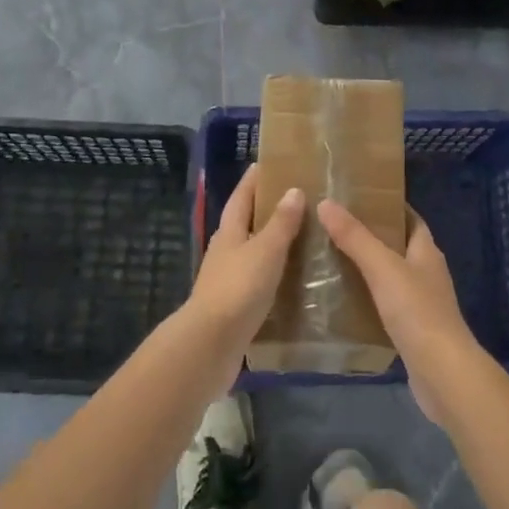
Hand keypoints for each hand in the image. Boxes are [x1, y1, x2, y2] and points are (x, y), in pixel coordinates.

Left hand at [188, 165, 304, 362]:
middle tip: (292, 199)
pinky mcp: (232, 306)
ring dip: (268, 243)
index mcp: (230, 232)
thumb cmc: (239, 288)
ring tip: (297, 238)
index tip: (266, 164)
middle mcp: (224, 251)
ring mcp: (226, 280)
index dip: (252, 181)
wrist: (210, 343)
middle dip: (263, 210)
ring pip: (249, 252)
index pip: (241, 197)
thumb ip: (281, 223)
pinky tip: (288, 279)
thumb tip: (293, 189)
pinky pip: (255, 280)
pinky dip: (270, 273)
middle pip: (243, 223)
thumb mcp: (266, 250)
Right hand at [317, 200, 485, 426]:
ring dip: (369, 269)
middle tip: (337, 227)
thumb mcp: (382, 267)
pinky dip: (369, 299)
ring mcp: (423, 304)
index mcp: (426, 252)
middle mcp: (428, 273)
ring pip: (392, 277)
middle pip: (400, 246)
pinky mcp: (414, 331)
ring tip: (333, 260)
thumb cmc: (417, 311)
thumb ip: (355, 237)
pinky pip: (388, 305)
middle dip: (373, 236)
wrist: (442, 373)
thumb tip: (326, 203)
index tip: (360, 198)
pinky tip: (345, 301)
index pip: (410, 219)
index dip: (389, 207)